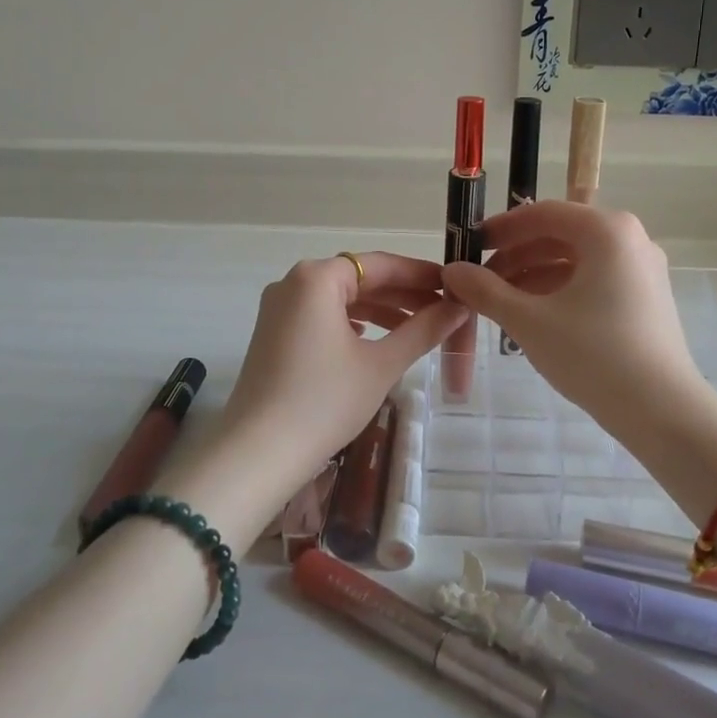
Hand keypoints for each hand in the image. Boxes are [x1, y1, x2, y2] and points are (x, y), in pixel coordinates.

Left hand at [172, 253, 465, 538]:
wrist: (258, 453)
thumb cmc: (324, 400)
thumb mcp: (381, 364)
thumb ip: (423, 330)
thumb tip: (458, 308)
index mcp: (317, 278)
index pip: (380, 264)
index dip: (420, 273)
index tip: (453, 285)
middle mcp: (293, 282)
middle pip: (359, 278)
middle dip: (401, 293)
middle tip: (443, 309)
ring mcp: (278, 309)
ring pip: (340, 298)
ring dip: (379, 310)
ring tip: (417, 327)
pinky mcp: (273, 334)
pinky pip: (321, 316)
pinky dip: (351, 323)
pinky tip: (373, 339)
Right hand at [441, 202, 709, 437]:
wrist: (663, 412)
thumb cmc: (594, 355)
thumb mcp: (530, 321)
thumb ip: (486, 290)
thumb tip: (451, 271)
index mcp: (606, 231)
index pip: (542, 214)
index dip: (500, 228)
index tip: (469, 246)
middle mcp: (629, 238)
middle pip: (560, 234)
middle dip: (516, 254)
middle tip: (480, 280)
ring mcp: (642, 268)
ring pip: (576, 259)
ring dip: (535, 273)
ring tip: (500, 302)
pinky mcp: (646, 296)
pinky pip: (594, 278)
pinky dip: (560, 289)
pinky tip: (533, 315)